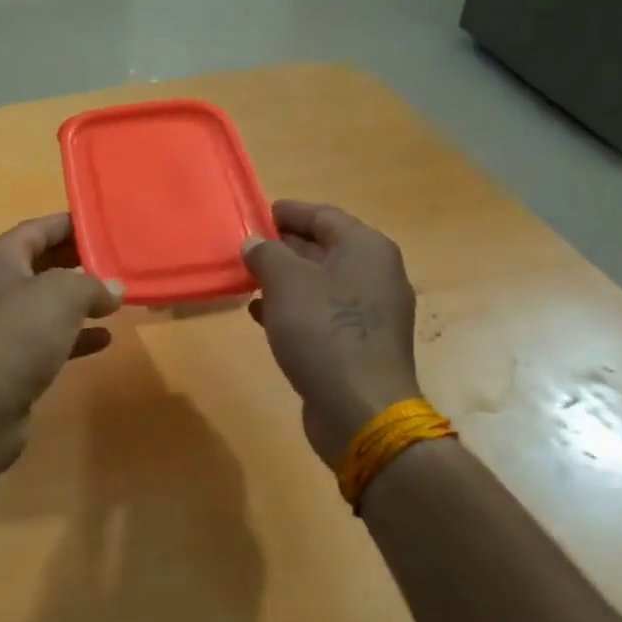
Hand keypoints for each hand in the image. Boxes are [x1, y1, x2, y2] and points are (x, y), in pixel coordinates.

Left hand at [0, 214, 123, 442]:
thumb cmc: (17, 335)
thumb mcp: (62, 296)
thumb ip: (91, 284)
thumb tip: (112, 289)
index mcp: (1, 258)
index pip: (40, 228)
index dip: (74, 224)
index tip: (109, 225)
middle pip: (43, 262)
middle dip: (79, 261)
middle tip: (119, 260)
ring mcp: (2, 324)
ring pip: (47, 302)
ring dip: (79, 300)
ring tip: (117, 297)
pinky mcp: (11, 360)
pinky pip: (48, 337)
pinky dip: (75, 335)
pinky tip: (104, 339)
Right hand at [242, 200, 420, 466]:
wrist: (360, 409)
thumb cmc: (323, 330)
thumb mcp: (285, 281)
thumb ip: (265, 253)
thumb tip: (255, 244)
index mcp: (366, 248)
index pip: (323, 215)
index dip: (287, 212)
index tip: (256, 213)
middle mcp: (376, 274)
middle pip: (324, 247)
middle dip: (283, 246)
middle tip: (246, 246)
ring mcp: (371, 312)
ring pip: (320, 282)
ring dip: (285, 279)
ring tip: (247, 280)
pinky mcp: (360, 343)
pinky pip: (323, 312)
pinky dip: (293, 308)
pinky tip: (260, 314)